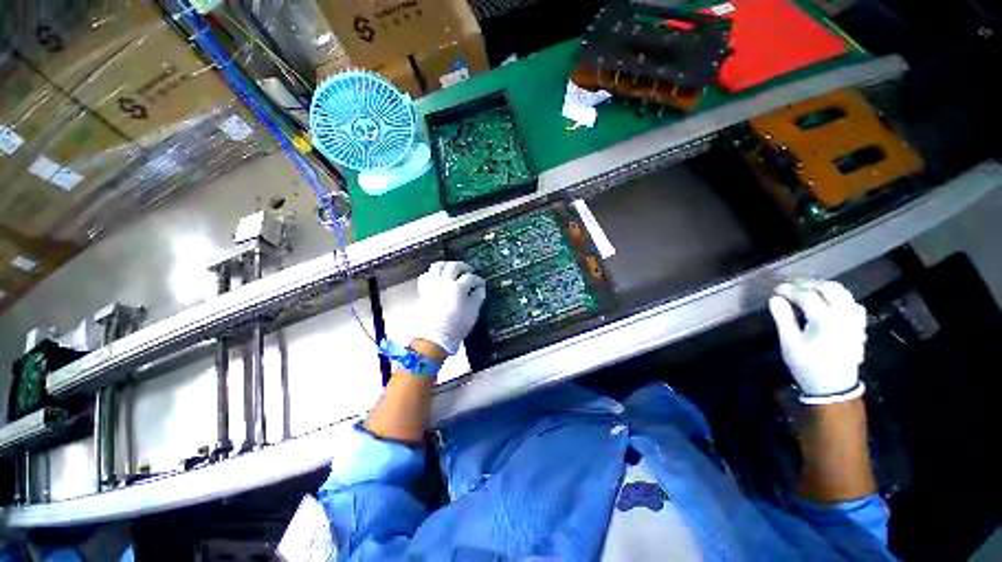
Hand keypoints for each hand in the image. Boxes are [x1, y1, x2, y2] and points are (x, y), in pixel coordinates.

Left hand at [415, 261, 486, 354]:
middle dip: (463, 267)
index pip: (470, 278)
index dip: (478, 280)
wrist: (436, 337)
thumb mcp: (473, 312)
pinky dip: (432, 274)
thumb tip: (480, 289)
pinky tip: (437, 277)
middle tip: (469, 271)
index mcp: (458, 287)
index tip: (482, 284)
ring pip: (437, 266)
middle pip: (453, 266)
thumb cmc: (457, 325)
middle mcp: (444, 282)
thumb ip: (478, 297)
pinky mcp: (424, 291)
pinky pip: (426, 276)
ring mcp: (432, 285)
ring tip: (452, 269)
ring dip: (446, 265)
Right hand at [768, 280, 867, 404]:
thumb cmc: (807, 365)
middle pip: (830, 288)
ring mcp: (855, 321)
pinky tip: (828, 305)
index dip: (790, 290)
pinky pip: (852, 304)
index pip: (807, 295)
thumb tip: (775, 299)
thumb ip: (783, 318)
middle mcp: (844, 315)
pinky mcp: (859, 327)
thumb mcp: (789, 343)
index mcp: (826, 320)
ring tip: (808, 293)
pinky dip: (839, 299)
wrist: (833, 387)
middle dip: (809, 284)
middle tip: (792, 288)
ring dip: (824, 289)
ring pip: (844, 293)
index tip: (776, 290)